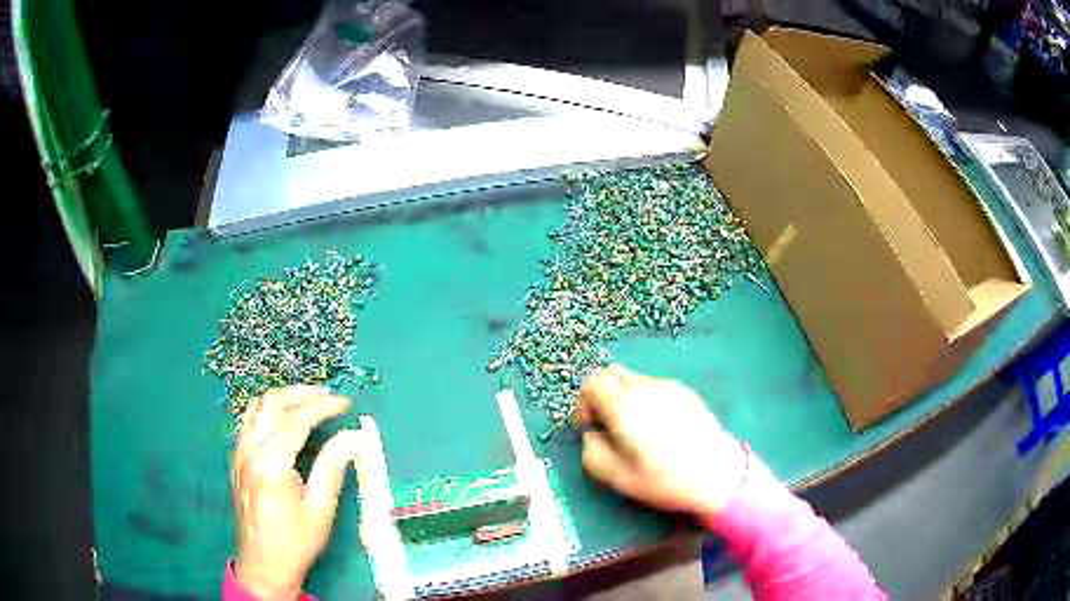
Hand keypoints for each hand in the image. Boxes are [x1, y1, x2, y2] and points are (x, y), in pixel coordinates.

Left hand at [231, 386, 360, 599]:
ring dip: (282, 399)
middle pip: (271, 403)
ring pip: (256, 408)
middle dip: (301, 393)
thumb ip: (332, 467)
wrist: (263, 565)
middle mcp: (249, 451)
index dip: (323, 406)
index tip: (345, 403)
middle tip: (327, 397)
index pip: (296, 420)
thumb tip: (352, 437)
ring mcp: (239, 454)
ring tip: (308, 404)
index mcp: (271, 464)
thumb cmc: (295, 542)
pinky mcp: (236, 461)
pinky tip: (285, 424)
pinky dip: (269, 413)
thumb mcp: (320, 509)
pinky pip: (249, 422)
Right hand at [577, 366, 747, 518]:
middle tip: (608, 426)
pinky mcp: (687, 393)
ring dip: (624, 399)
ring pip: (634, 380)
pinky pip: (655, 388)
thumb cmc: (664, 479)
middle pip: (612, 374)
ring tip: (637, 431)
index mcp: (624, 405)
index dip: (583, 404)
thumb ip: (591, 451)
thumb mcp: (616, 477)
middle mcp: (646, 387)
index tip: (591, 428)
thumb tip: (593, 434)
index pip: (591, 382)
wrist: (719, 474)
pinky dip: (646, 401)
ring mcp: (670, 386)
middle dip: (601, 396)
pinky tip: (661, 430)